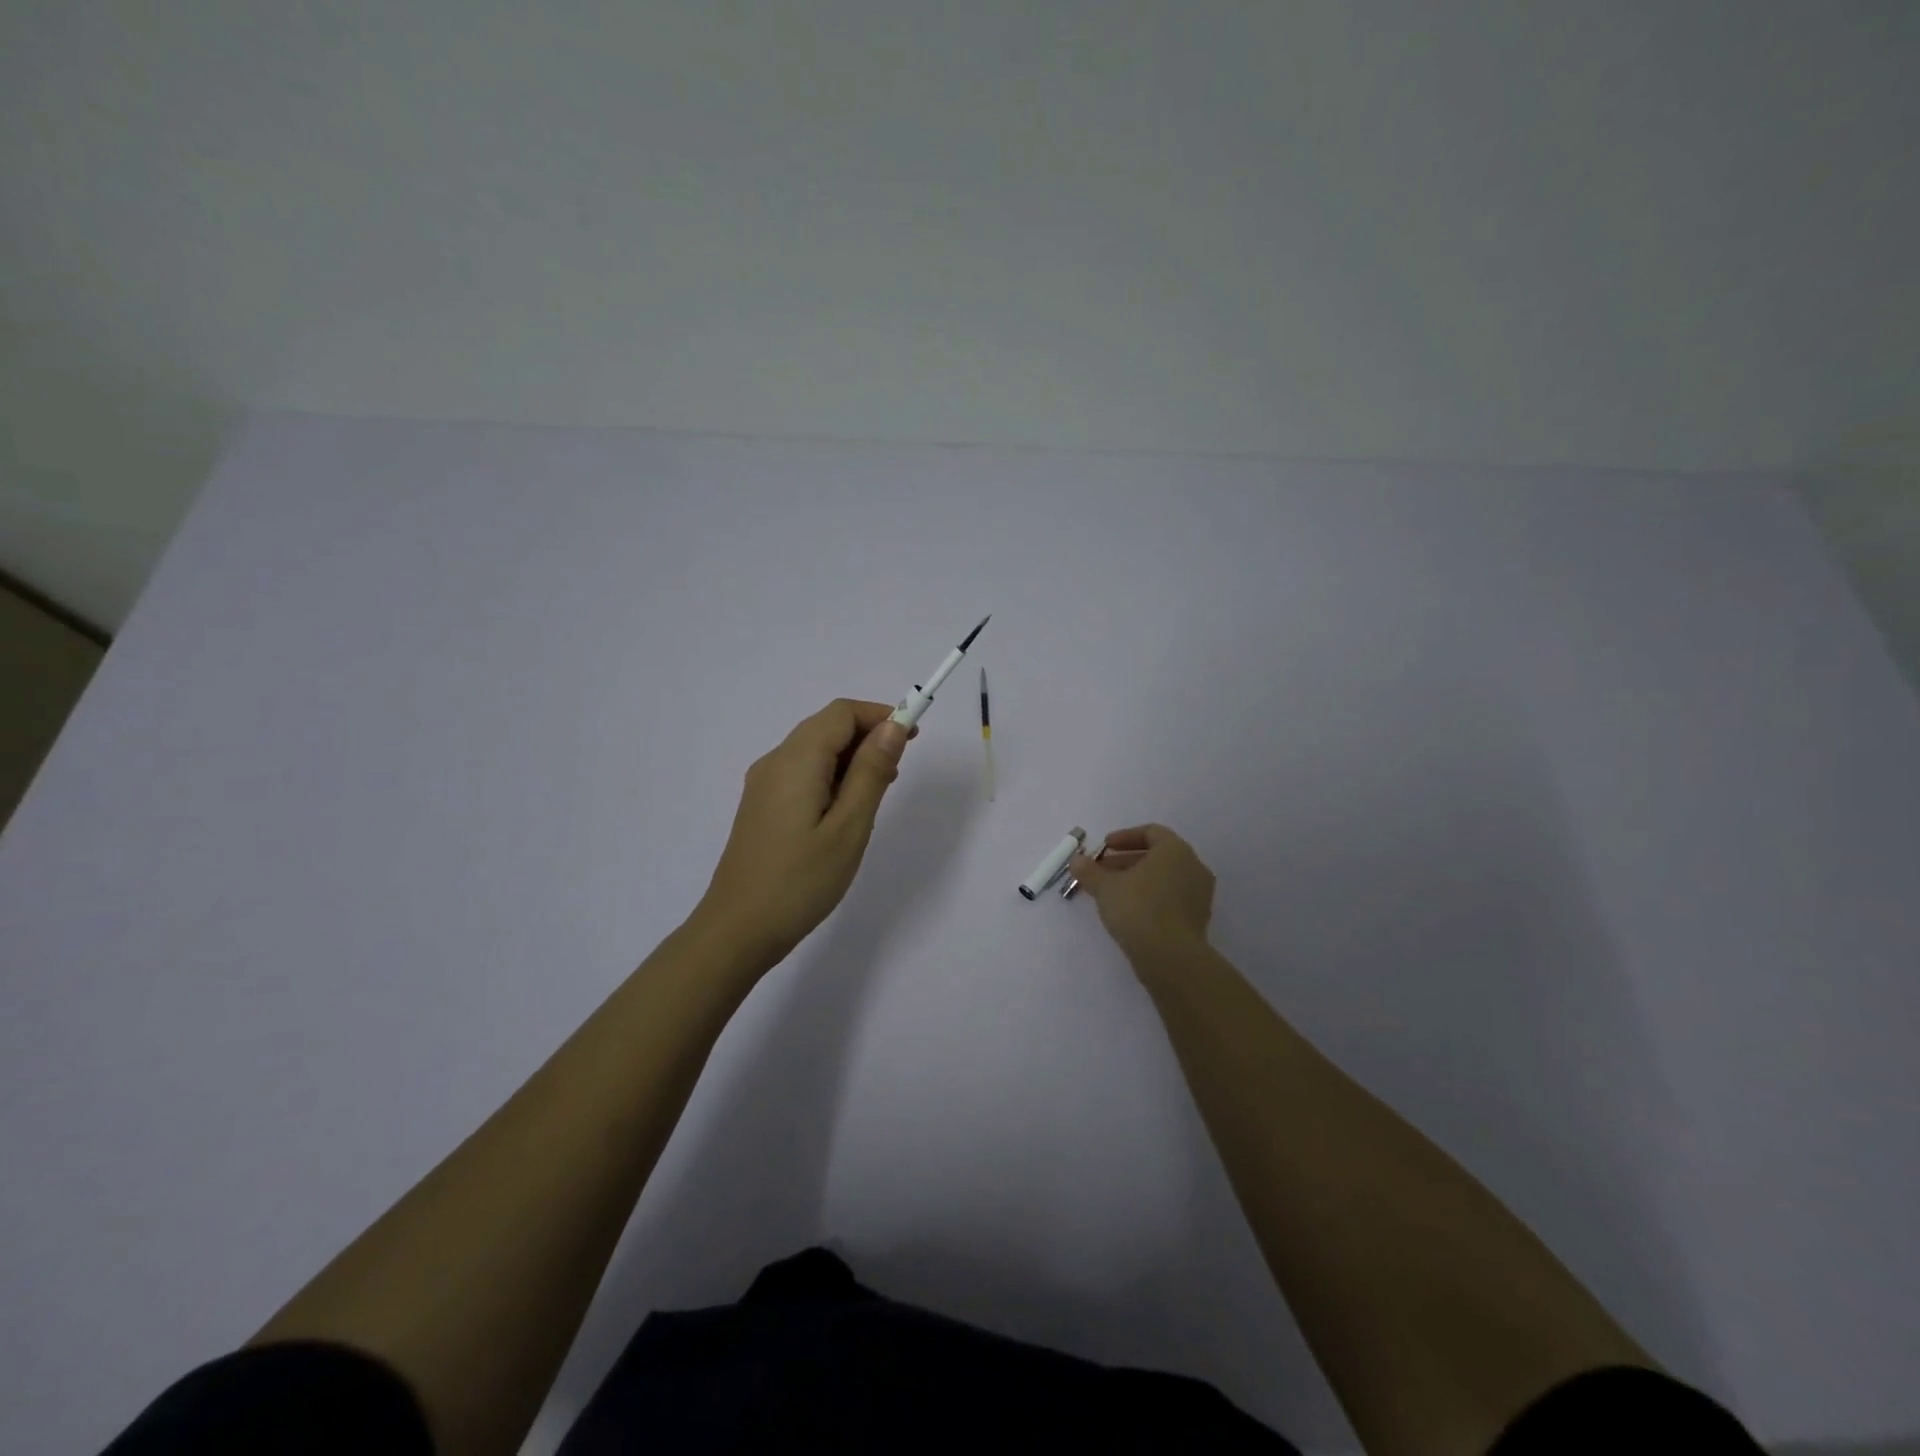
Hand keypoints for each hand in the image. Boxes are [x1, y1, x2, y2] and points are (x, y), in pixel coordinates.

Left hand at [692, 699, 911, 972]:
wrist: (738, 930)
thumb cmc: (800, 881)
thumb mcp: (849, 827)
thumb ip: (871, 772)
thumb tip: (893, 726)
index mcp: (795, 760)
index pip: (841, 713)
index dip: (880, 715)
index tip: (913, 736)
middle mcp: (775, 762)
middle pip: (826, 727)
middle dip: (867, 735)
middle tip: (899, 767)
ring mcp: (763, 784)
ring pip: (814, 750)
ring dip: (851, 757)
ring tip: (880, 790)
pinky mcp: (762, 806)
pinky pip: (802, 773)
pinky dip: (831, 776)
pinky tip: (847, 808)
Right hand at [1067, 823, 1215, 967]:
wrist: (1171, 957)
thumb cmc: (1138, 909)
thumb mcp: (1105, 887)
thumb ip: (1090, 871)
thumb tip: (1076, 860)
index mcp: (1175, 850)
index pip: (1151, 832)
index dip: (1125, 837)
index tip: (1105, 848)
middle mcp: (1193, 866)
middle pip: (1157, 856)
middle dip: (1127, 861)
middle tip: (1102, 871)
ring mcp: (1199, 894)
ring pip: (1165, 878)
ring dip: (1138, 880)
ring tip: (1111, 893)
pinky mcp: (1198, 918)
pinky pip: (1172, 898)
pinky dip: (1151, 897)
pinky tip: (1129, 911)